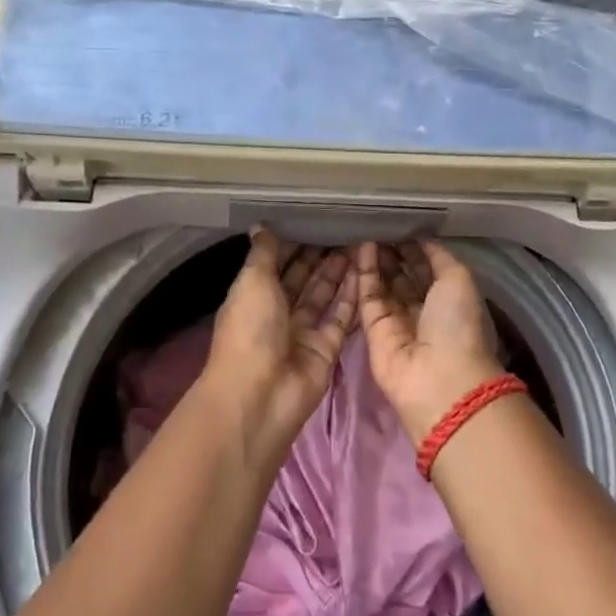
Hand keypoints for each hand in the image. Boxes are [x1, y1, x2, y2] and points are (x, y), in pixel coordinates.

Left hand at [202, 229, 357, 444]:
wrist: (261, 394)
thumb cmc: (250, 330)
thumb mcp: (252, 282)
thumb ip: (263, 254)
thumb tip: (260, 225)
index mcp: (253, 297)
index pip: (274, 265)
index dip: (292, 245)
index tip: (314, 220)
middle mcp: (277, 314)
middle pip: (301, 281)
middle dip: (319, 257)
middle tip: (344, 229)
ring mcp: (303, 333)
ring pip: (323, 297)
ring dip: (337, 273)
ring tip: (359, 244)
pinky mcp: (326, 350)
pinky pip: (341, 319)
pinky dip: (352, 297)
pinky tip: (366, 272)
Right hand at [357, 240, 504, 441]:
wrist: (437, 377)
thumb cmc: (457, 324)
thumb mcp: (459, 279)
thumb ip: (439, 256)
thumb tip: (421, 238)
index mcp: (450, 301)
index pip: (428, 269)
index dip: (415, 248)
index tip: (401, 225)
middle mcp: (423, 311)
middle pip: (404, 276)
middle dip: (393, 252)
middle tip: (379, 226)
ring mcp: (397, 321)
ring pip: (383, 284)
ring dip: (377, 259)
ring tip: (367, 231)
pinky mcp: (373, 329)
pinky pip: (368, 296)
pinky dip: (364, 273)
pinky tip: (361, 248)